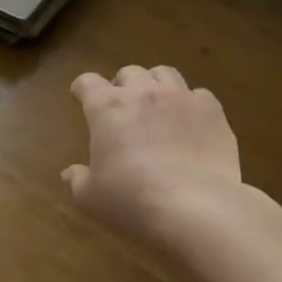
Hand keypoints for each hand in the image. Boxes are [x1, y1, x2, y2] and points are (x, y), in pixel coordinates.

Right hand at [64, 65, 241, 243]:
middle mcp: (143, 93)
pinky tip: (191, 123)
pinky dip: (191, 104)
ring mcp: (180, 98)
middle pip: (129, 72)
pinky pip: (199, 95)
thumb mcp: (92, 198)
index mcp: (106, 107)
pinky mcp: (212, 112)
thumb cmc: (132, 201)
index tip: (81, 98)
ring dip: (156, 85)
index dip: (82, 89)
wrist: (196, 209)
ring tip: (157, 105)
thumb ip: (78, 180)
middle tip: (123, 108)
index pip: (87, 83)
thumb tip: (69, 173)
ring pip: (165, 74)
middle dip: (122, 86)